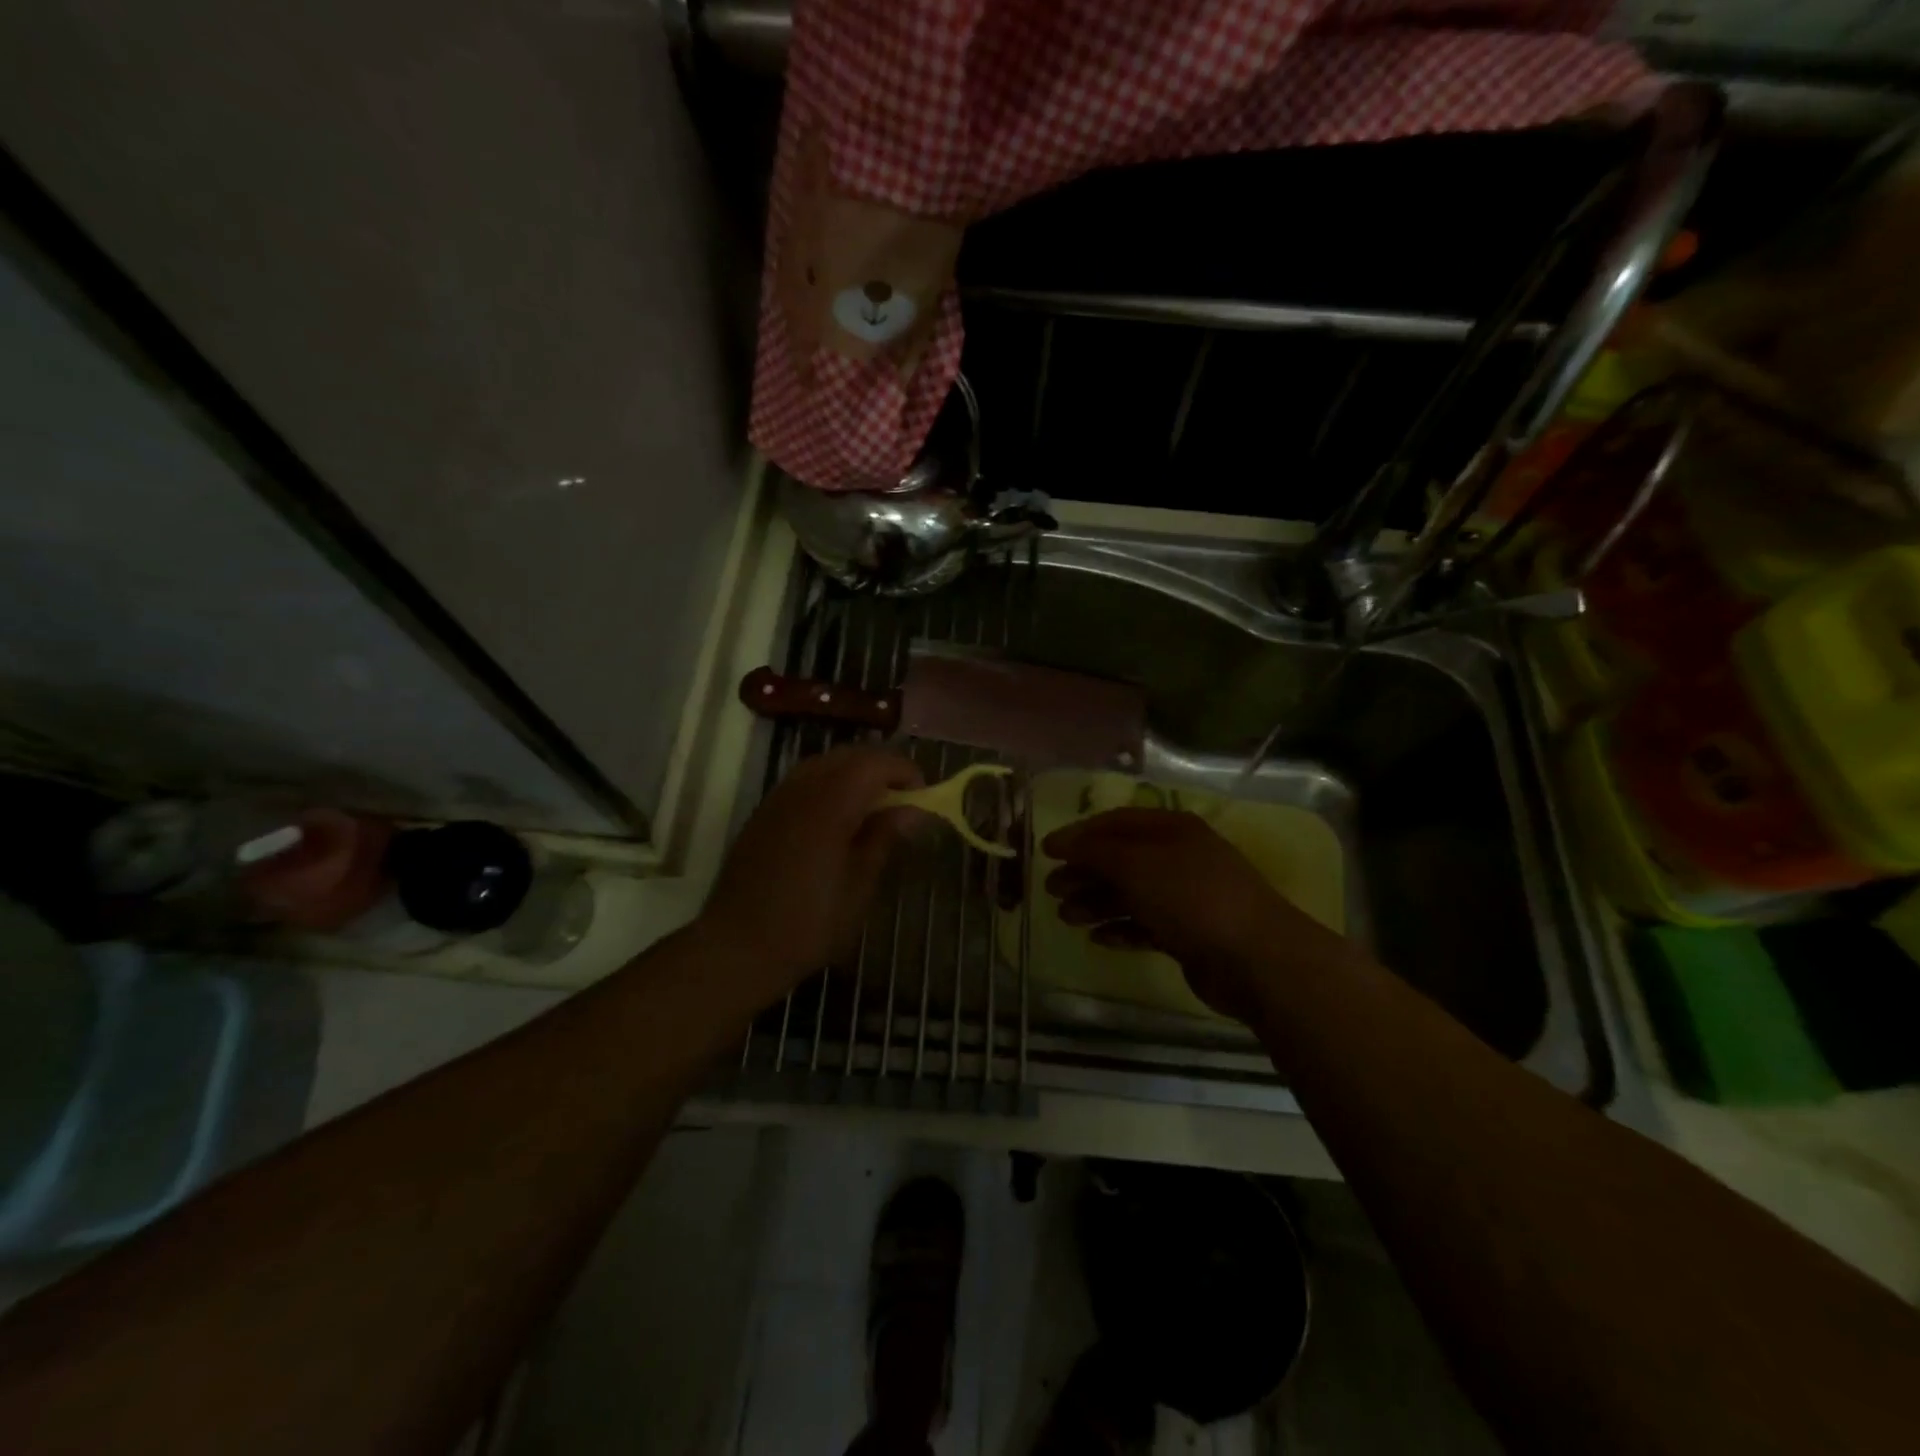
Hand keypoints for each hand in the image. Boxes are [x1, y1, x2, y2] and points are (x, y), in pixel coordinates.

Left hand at [698, 746, 923, 1002]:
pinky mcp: (764, 813)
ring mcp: (778, 798)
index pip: (874, 763)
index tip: (924, 796)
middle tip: (903, 799)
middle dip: (881, 768)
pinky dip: (830, 785)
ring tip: (874, 808)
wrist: (737, 947)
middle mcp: (801, 790)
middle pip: (849, 756)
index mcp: (829, 804)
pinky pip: (803, 781)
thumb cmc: (808, 923)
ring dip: (854, 774)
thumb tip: (913, 810)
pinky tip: (839, 819)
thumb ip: (884, 838)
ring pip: (824, 764)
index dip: (904, 772)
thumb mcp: (859, 886)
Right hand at [1042, 808, 1348, 1022]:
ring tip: (1067, 918)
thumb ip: (1095, 851)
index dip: (1079, 835)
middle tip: (1051, 889)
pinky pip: (1146, 925)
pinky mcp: (1189, 934)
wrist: (1255, 958)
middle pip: (1121, 859)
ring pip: (1131, 894)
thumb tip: (1061, 843)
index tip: (1046, 852)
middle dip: (1085, 872)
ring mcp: (1186, 897)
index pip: (1116, 823)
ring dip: (1097, 903)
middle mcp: (1179, 858)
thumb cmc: (1191, 897)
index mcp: (1172, 829)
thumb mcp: (1136, 865)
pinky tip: (1098, 939)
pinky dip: (1121, 929)